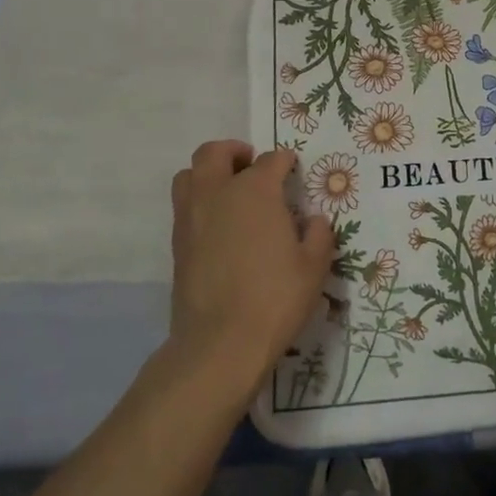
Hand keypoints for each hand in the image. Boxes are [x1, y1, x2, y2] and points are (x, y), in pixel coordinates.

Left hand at [169, 141, 335, 397]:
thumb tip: (312, 221)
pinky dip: (201, 204)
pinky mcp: (177, 245)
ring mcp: (191, 219)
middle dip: (234, 152)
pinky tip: (221, 227)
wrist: (220, 343)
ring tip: (230, 192)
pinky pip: (184, 207)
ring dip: (209, 174)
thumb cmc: (275, 298)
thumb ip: (317, 235)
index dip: (284, 161)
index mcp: (255, 191)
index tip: (292, 169)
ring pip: (189, 176)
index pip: (270, 160)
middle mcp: (218, 194)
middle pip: (214, 153)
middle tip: (252, 166)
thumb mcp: (314, 266)